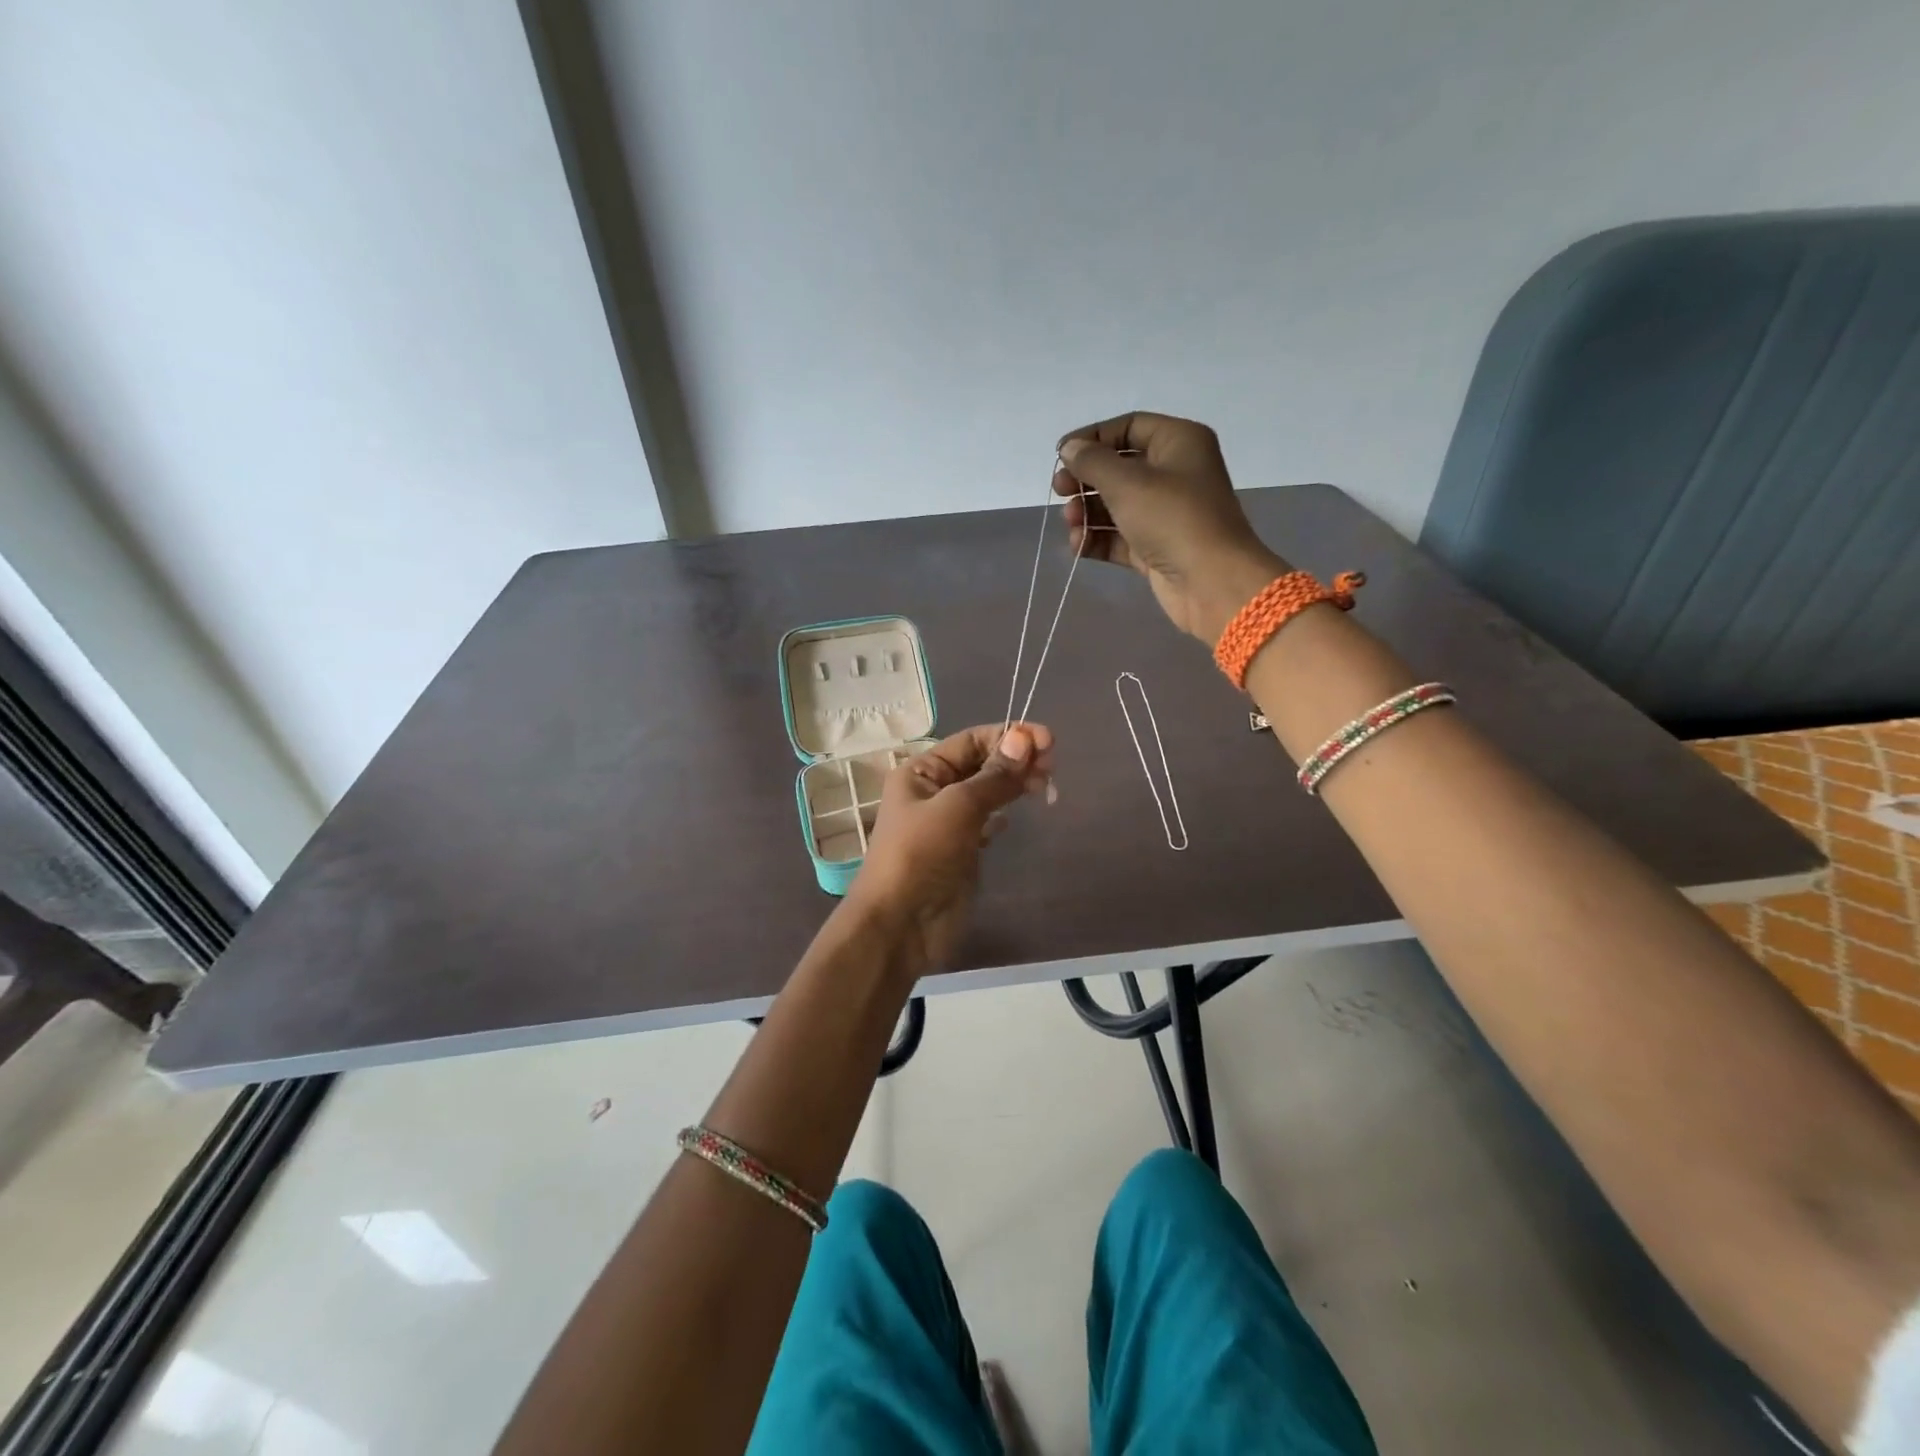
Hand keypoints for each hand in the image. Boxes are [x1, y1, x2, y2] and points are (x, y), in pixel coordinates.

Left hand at [848, 722, 1053, 972]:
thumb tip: (1024, 739)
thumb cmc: (922, 854)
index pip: (971, 740)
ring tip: (1046, 785)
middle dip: (1016, 759)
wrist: (901, 924)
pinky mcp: (962, 849)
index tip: (1048, 740)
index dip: (1009, 736)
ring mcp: (948, 821)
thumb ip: (994, 776)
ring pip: (988, 791)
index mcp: (921, 771)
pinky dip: (1005, 812)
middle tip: (1052, 766)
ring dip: (1015, 783)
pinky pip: (988, 820)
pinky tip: (1019, 813)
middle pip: (981, 763)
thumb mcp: (959, 807)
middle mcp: (933, 790)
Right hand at [1055, 413, 1289, 641]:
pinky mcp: (1157, 548)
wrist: (1211, 582)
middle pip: (1120, 467)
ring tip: (1070, 522)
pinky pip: (1121, 536)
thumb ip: (1092, 462)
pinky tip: (1078, 545)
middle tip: (1059, 490)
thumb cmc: (1172, 519)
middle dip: (1086, 479)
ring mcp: (1166, 514)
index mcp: (1179, 443)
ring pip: (1117, 504)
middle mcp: (1175, 473)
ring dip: (1088, 511)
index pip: (1129, 427)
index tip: (1061, 455)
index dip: (1093, 438)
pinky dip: (1098, 538)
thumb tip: (1068, 448)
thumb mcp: (1127, 482)